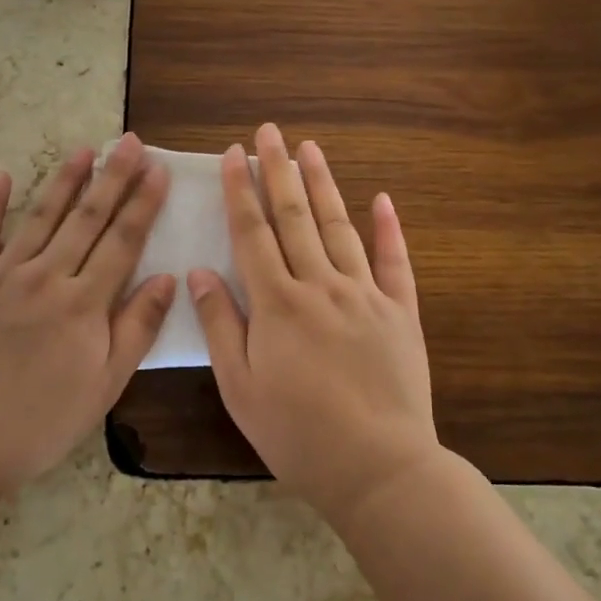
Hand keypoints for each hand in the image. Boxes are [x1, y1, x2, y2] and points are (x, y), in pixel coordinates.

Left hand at [0, 134, 174, 493]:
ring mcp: (2, 276)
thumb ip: (136, 328)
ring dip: (63, 181)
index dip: (143, 203)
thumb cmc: (39, 422)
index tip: (158, 170)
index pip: (122, 241)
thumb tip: (167, 278)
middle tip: (128, 142)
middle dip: (111, 177)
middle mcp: (46, 277)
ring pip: (39, 218)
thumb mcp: (104, 386)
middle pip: (86, 219)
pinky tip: (0, 178)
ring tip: (82, 150)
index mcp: (84, 303)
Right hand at [188, 123, 437, 525]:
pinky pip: (395, 261)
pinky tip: (381, 198)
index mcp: (277, 303)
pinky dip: (388, 228)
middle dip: (277, 170)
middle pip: (294, 217)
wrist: (378, 469)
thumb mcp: (240, 386)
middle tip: (269, 131)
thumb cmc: (297, 433)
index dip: (239, 190)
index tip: (232, 154)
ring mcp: (365, 295)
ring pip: (339, 226)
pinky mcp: (400, 312)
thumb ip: (221, 324)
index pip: (252, 232)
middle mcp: (320, 286)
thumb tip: (199, 271)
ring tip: (310, 148)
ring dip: (322, 185)